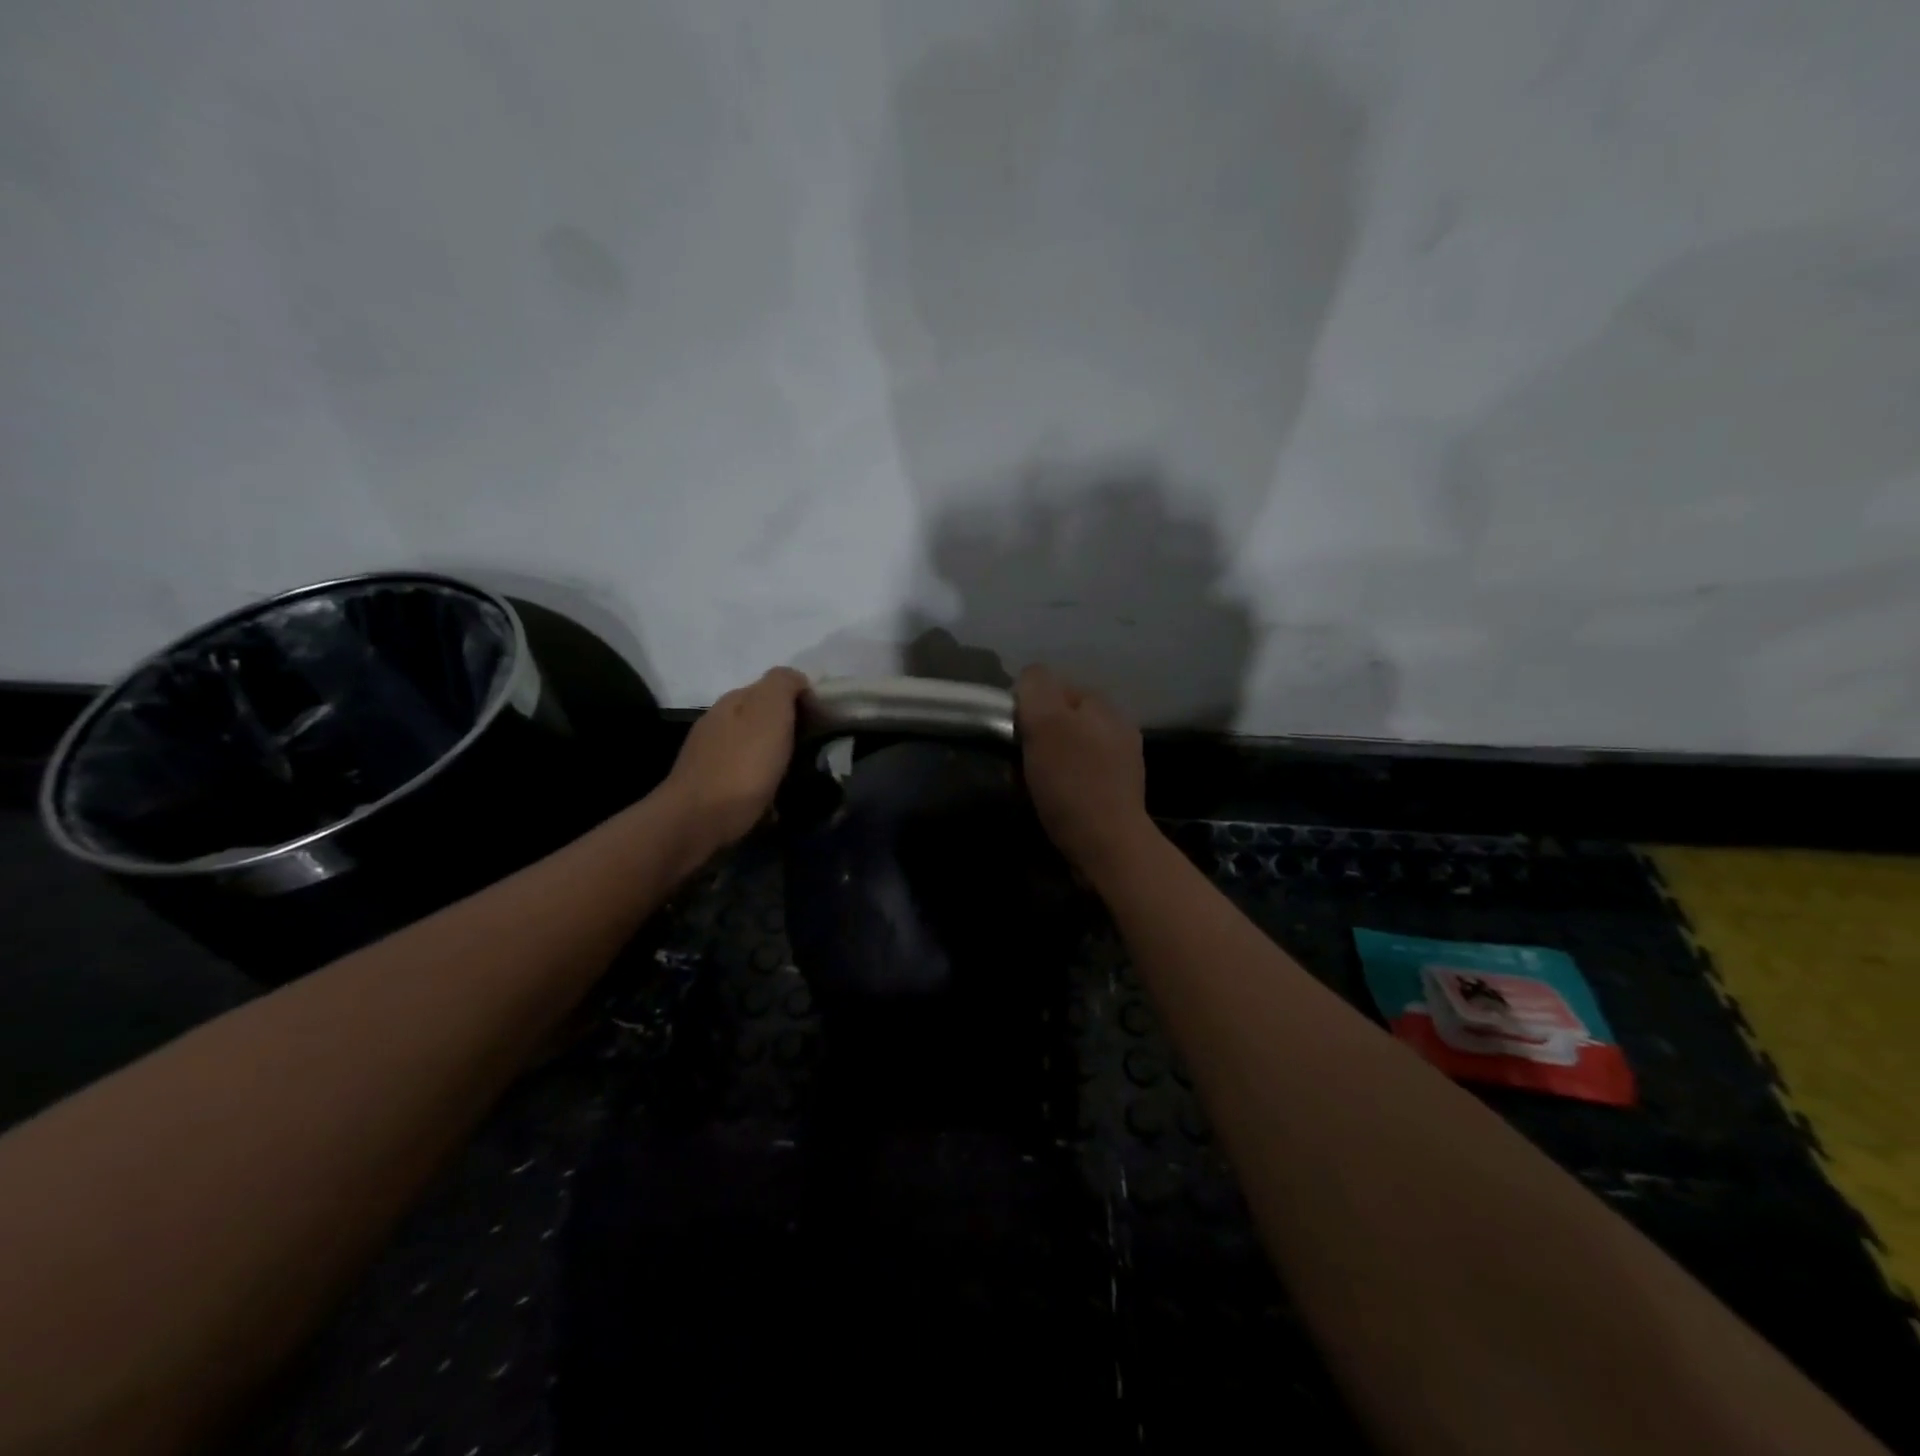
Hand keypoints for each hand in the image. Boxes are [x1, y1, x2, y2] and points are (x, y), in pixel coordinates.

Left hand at [663, 667, 808, 856]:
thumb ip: (783, 684)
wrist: (697, 821)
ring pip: (756, 746)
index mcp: (734, 700)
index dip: (805, 701)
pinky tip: (774, 795)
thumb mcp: (769, 711)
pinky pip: (746, 774)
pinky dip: (762, 779)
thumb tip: (797, 680)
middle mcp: (719, 721)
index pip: (776, 687)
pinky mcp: (711, 785)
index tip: (827, 724)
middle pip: (765, 717)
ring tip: (800, 775)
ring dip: (777, 755)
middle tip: (818, 751)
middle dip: (791, 729)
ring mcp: (711, 754)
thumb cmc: (742, 765)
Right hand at [1015, 664, 1149, 879]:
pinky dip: (1062, 784)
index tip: (1014, 735)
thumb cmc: (1072, 782)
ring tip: (1031, 785)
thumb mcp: (1046, 723)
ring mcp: (1121, 761)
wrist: (1108, 846)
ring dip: (1047, 762)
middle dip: (1037, 736)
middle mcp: (1117, 726)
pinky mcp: (1116, 793)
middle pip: (1061, 719)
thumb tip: (1028, 678)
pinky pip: (1079, 776)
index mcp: (1102, 705)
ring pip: (1068, 749)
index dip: (1027, 707)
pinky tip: (1052, 801)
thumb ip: (1035, 688)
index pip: (1053, 687)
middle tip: (1020, 763)